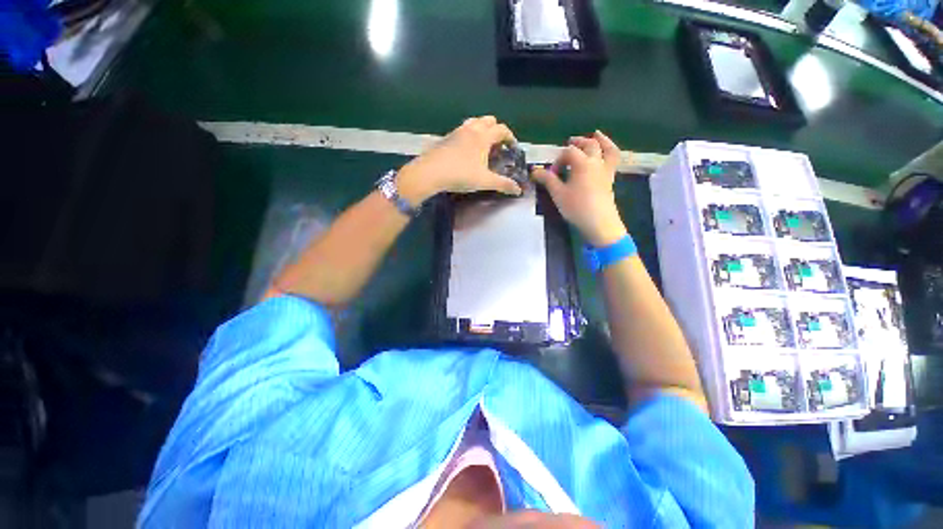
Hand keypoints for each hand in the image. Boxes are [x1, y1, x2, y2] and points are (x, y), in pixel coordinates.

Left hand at [396, 116, 522, 206]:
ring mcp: (457, 132)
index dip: (510, 137)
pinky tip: (466, 151)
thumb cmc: (461, 175)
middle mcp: (471, 129)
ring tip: (483, 146)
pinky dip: (469, 135)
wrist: (430, 172)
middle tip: (498, 146)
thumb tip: (518, 190)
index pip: (502, 129)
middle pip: (488, 120)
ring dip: (482, 130)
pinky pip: (462, 130)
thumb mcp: (485, 181)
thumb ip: (503, 184)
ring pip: (474, 122)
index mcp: (483, 136)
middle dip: (496, 130)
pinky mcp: (446, 138)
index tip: (513, 148)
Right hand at [532, 131, 627, 246]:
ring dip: (601, 140)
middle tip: (570, 142)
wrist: (599, 223)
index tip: (551, 173)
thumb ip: (547, 180)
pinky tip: (605, 154)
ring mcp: (605, 170)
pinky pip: (613, 160)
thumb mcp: (558, 194)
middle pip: (589, 145)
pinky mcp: (610, 179)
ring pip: (607, 149)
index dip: (558, 159)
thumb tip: (534, 171)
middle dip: (578, 142)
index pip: (568, 152)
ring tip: (596, 135)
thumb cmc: (577, 207)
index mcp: (582, 163)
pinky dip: (609, 152)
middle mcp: (596, 162)